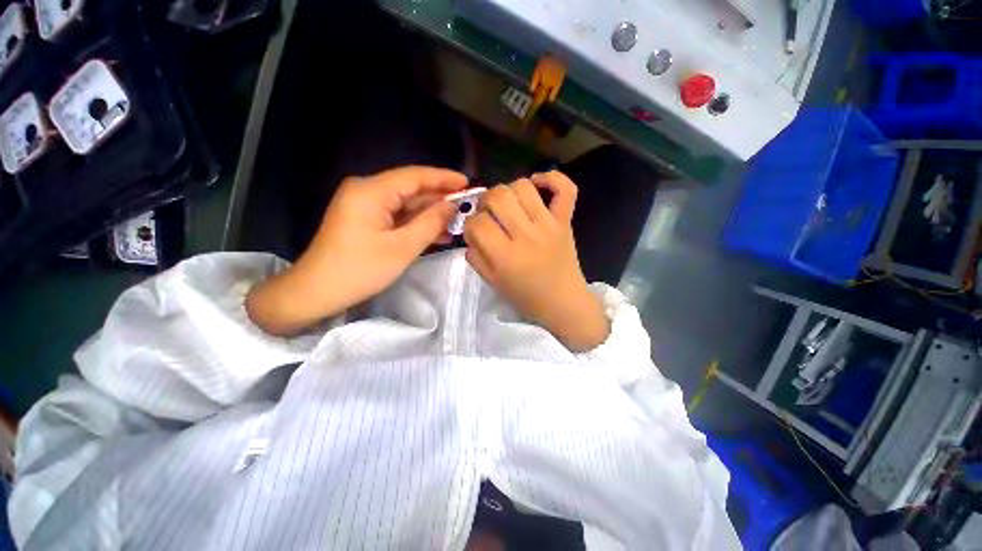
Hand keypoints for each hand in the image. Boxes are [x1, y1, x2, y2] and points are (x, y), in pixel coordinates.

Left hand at [247, 166, 466, 335]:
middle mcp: (366, 190)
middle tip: (466, 206)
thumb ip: (430, 223)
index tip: (467, 182)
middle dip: (439, 198)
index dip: (443, 178)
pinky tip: (436, 232)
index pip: (414, 176)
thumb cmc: (360, 269)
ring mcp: (364, 205)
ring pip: (405, 204)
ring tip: (457, 222)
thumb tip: (451, 207)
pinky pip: (396, 216)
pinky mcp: (364, 219)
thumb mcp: (402, 247)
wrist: (317, 291)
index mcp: (371, 191)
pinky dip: (415, 223)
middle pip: (410, 189)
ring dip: (430, 214)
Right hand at [463, 171, 608, 351]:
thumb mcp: (493, 283)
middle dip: (485, 201)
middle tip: (489, 214)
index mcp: (505, 257)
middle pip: (498, 196)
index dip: (470, 224)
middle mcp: (526, 236)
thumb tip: (471, 232)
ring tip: (508, 204)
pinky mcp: (565, 221)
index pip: (478, 223)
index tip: (475, 231)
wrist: (564, 304)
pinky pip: (565, 188)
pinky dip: (551, 178)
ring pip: (523, 187)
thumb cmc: (526, 298)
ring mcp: (548, 225)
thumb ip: (476, 257)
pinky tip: (537, 184)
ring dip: (508, 190)